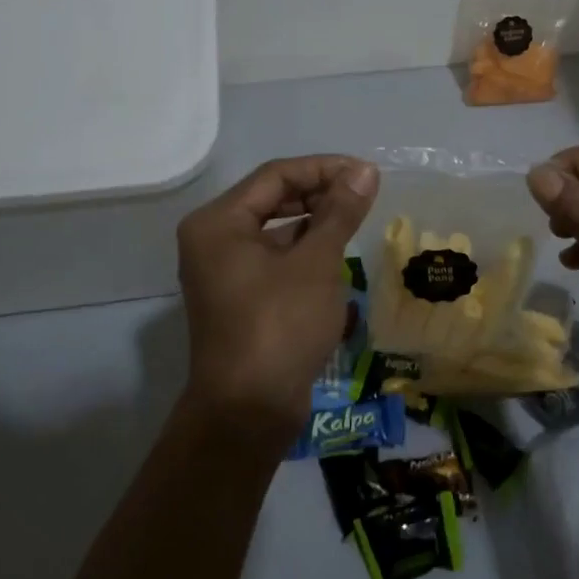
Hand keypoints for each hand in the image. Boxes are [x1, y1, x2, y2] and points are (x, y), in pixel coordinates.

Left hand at [176, 155, 379, 436]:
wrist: (249, 410)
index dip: (324, 169)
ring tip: (355, 221)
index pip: (276, 176)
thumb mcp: (317, 262)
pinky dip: (303, 251)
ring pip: (274, 230)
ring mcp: (222, 271)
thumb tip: (365, 171)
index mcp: (218, 222)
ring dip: (314, 222)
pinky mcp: (238, 298)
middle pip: (271, 199)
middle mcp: (212, 240)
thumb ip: (340, 211)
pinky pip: (273, 258)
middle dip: (319, 193)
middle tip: (364, 195)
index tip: (367, 173)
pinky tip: (336, 256)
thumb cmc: (280, 325)